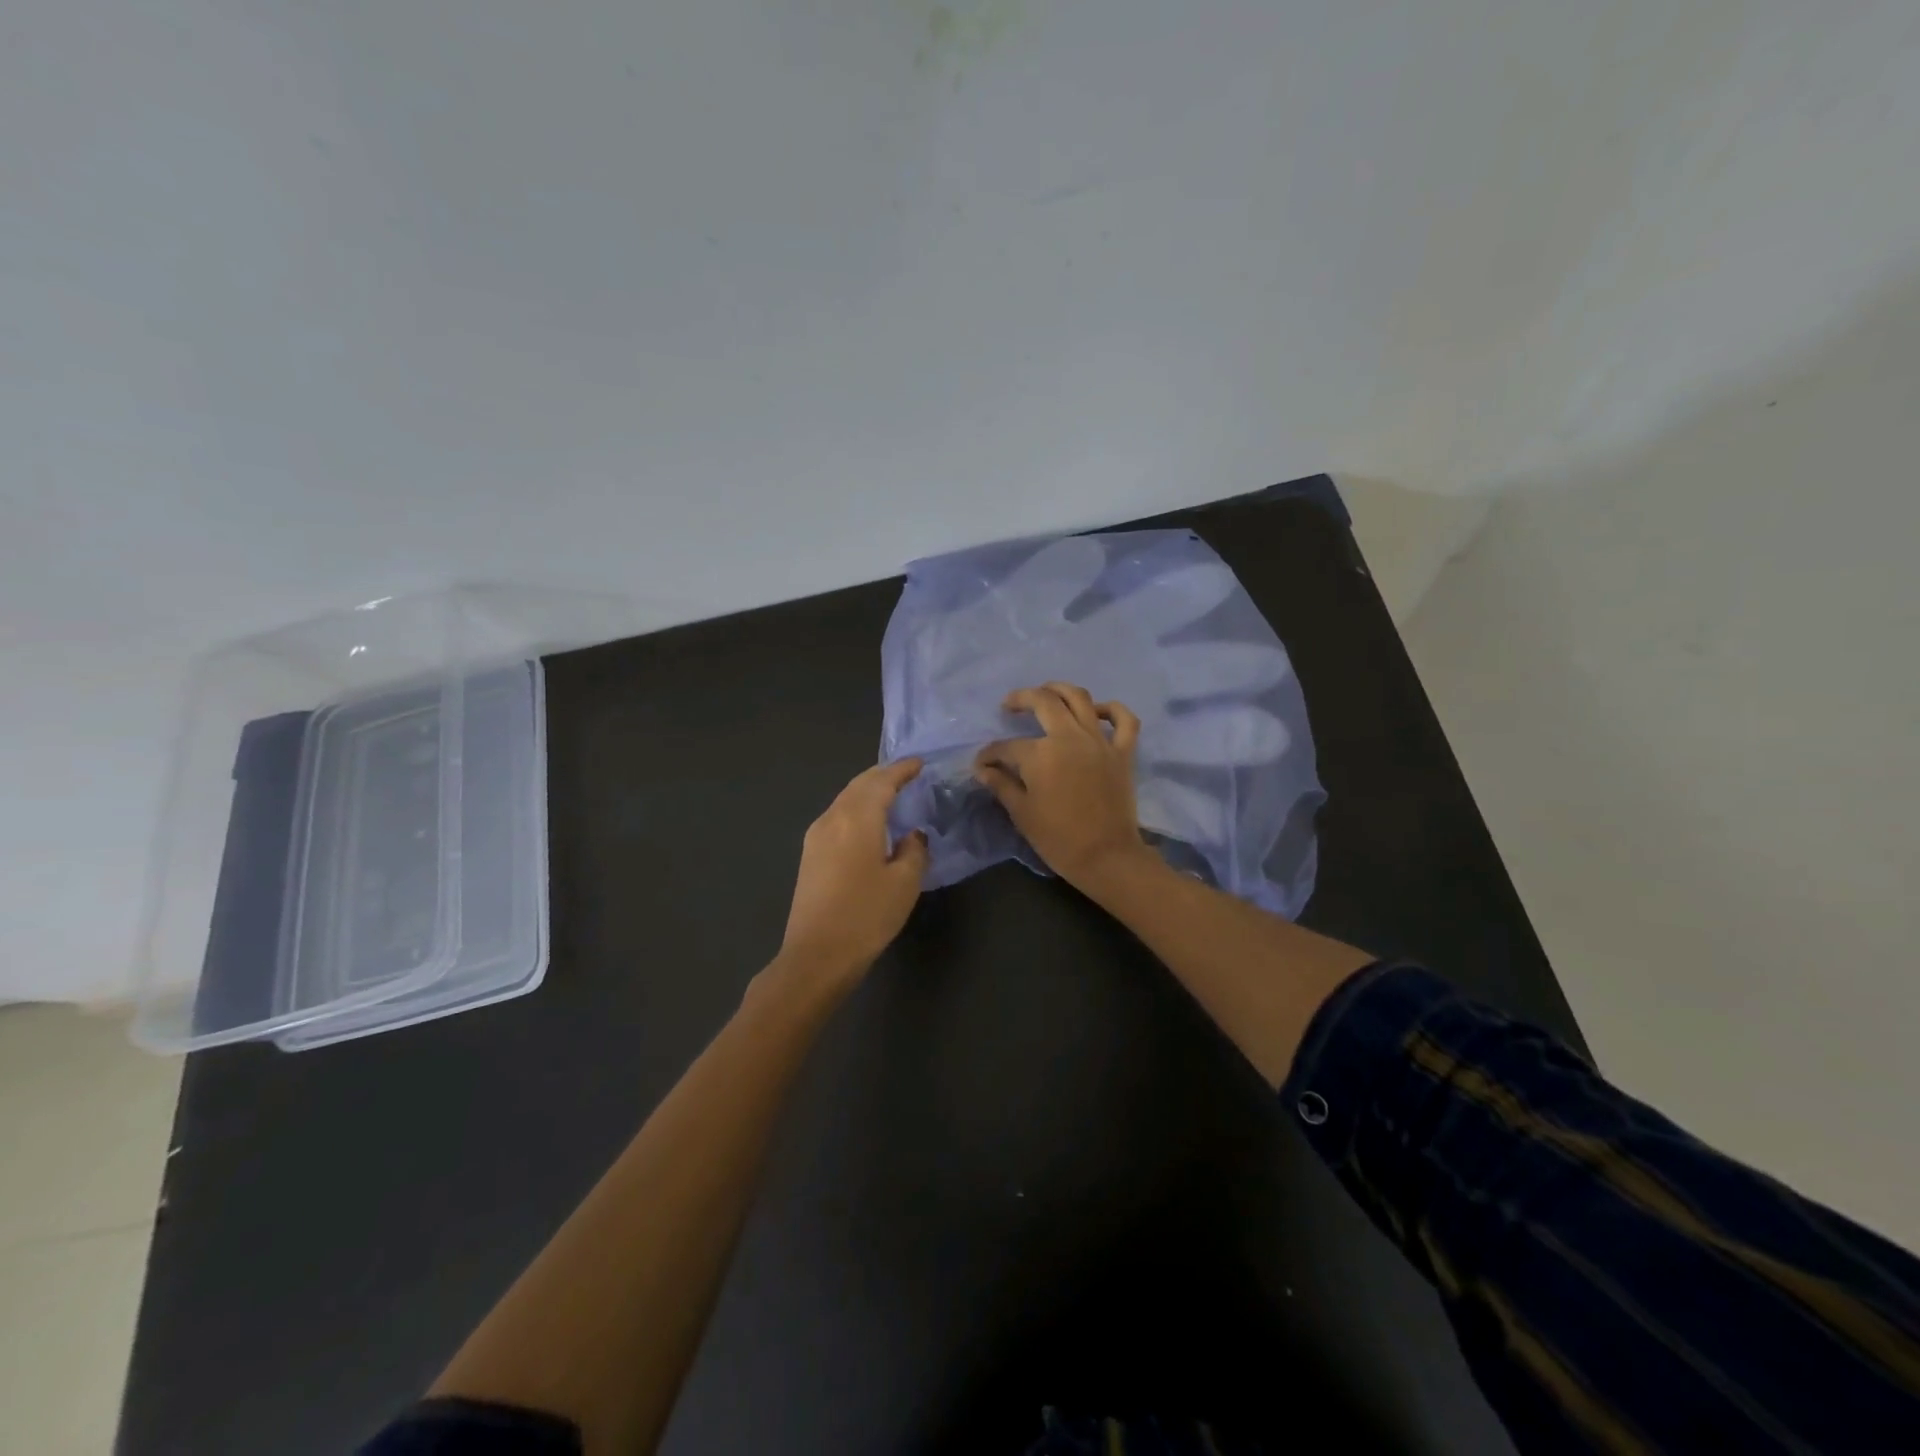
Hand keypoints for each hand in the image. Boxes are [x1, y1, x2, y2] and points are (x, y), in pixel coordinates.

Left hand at [776, 759, 929, 988]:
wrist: (816, 955)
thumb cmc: (866, 915)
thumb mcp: (904, 883)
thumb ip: (914, 850)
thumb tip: (912, 835)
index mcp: (857, 818)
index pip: (882, 782)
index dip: (902, 770)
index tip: (919, 763)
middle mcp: (832, 818)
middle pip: (859, 785)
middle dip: (883, 776)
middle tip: (906, 774)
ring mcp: (816, 836)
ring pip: (845, 799)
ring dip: (867, 791)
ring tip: (891, 794)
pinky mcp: (810, 855)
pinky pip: (837, 816)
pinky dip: (856, 809)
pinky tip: (869, 822)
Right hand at [973, 683, 1155, 891]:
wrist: (1106, 856)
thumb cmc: (1058, 838)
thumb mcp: (1022, 813)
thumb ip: (1001, 784)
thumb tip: (983, 769)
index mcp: (1040, 754)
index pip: (1006, 747)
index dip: (989, 754)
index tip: (981, 763)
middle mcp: (1069, 737)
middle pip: (1043, 702)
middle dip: (1021, 699)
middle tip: (1009, 705)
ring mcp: (1099, 741)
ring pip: (1080, 698)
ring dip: (1060, 689)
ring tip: (1046, 692)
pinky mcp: (1123, 752)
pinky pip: (1124, 720)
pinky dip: (1112, 709)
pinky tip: (1097, 711)